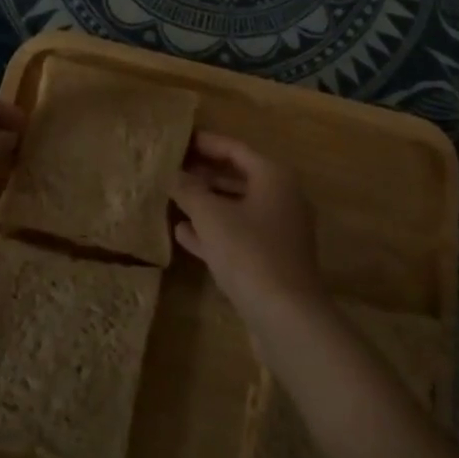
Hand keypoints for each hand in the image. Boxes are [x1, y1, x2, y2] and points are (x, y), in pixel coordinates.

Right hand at [170, 133, 325, 319]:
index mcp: (273, 176)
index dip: (205, 143)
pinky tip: (183, 233)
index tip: (178, 140)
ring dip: (206, 203)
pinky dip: (214, 231)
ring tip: (173, 199)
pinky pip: (239, 235)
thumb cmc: (249, 252)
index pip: (235, 149)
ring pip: (237, 208)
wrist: (287, 317)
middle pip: (238, 177)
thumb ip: (189, 190)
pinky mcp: (272, 260)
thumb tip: (172, 174)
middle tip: (172, 169)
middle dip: (204, 174)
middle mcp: (282, 197)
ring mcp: (279, 231)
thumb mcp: (211, 216)